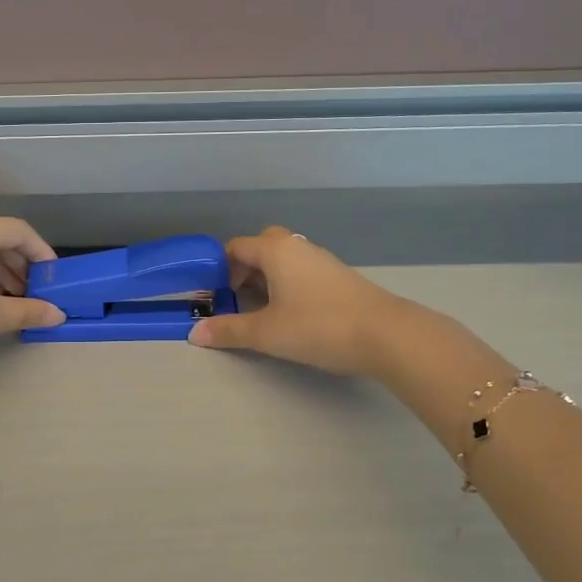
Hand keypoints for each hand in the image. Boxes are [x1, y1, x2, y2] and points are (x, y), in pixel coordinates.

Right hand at [188, 227, 412, 375]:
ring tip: (260, 312)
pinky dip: (287, 287)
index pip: (235, 247)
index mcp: (275, 250)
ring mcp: (322, 261)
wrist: (386, 335)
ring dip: (266, 280)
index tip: (212, 296)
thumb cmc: (318, 326)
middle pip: (261, 247)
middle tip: (235, 300)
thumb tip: (195, 333)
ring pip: (283, 261)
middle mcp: (298, 246)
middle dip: (243, 270)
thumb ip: (229, 331)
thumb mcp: (266, 332)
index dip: (218, 269)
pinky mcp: (339, 278)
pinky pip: (301, 273)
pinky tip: (291, 315)